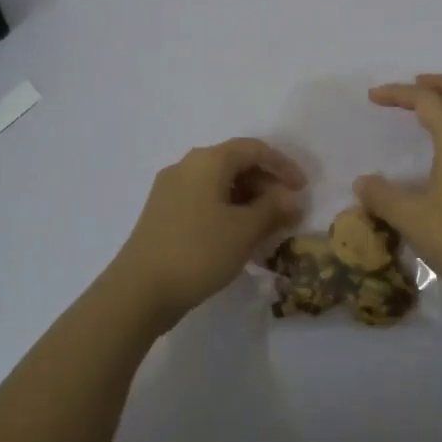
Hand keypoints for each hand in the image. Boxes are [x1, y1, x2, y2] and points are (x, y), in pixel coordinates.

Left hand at [108, 138, 305, 325]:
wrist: (138, 291)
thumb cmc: (198, 252)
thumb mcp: (244, 230)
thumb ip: (273, 209)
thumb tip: (292, 199)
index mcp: (207, 161)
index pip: (254, 149)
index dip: (283, 165)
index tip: (303, 189)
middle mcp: (187, 166)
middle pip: (235, 163)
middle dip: (266, 185)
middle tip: (287, 212)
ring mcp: (171, 190)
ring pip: (219, 184)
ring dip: (248, 200)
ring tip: (267, 227)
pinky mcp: (163, 213)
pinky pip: (204, 200)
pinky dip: (228, 210)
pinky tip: (239, 236)